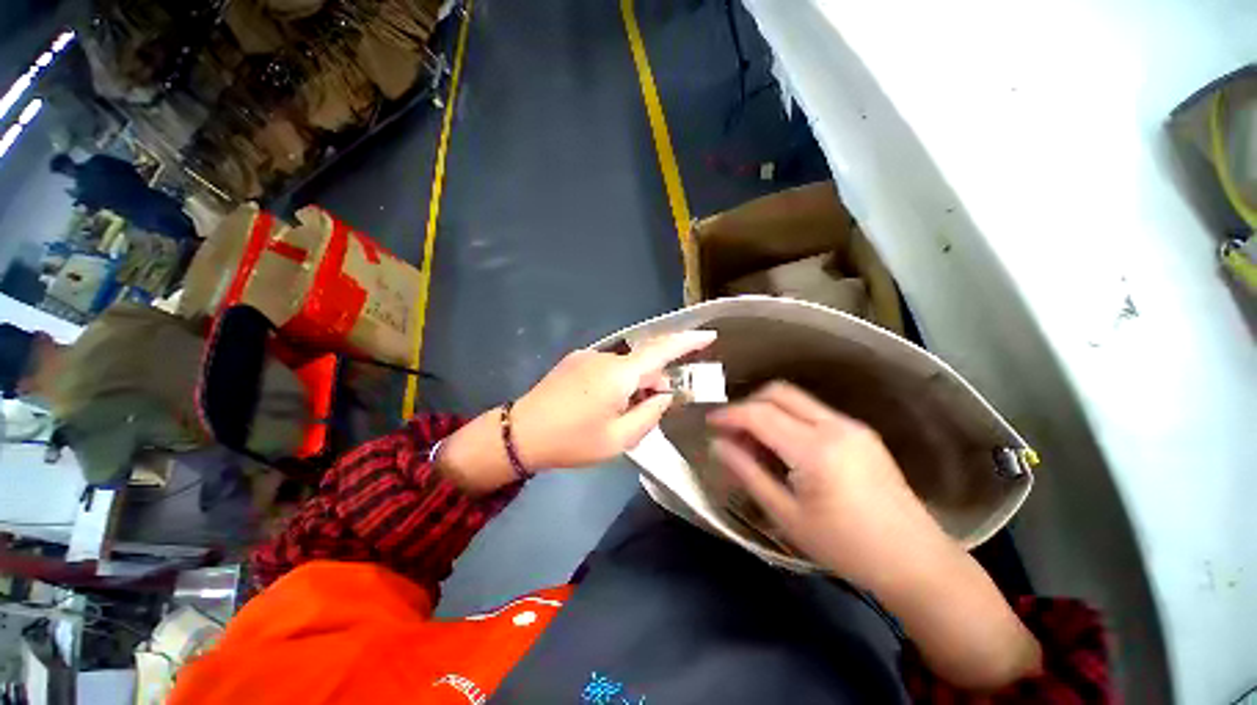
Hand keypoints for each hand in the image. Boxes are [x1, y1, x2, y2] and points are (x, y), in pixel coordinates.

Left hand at [513, 331, 717, 470]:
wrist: (520, 434)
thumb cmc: (572, 441)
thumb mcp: (619, 439)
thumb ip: (649, 414)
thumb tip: (664, 395)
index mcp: (619, 374)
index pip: (661, 350)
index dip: (687, 342)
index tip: (709, 335)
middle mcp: (605, 357)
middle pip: (643, 361)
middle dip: (656, 379)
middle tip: (658, 405)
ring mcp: (587, 356)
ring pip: (625, 365)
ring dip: (635, 382)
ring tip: (626, 411)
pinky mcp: (575, 361)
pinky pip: (608, 366)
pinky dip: (619, 380)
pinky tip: (607, 403)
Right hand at [706, 382, 947, 590]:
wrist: (915, 561)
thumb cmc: (845, 547)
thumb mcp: (787, 515)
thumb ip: (747, 473)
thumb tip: (717, 445)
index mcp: (815, 449)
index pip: (760, 414)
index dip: (730, 414)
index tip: (709, 422)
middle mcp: (835, 426)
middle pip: (779, 392)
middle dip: (748, 403)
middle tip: (731, 428)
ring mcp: (852, 426)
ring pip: (796, 399)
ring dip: (768, 409)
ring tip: (754, 439)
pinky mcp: (861, 432)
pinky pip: (813, 412)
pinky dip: (789, 418)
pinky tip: (784, 446)